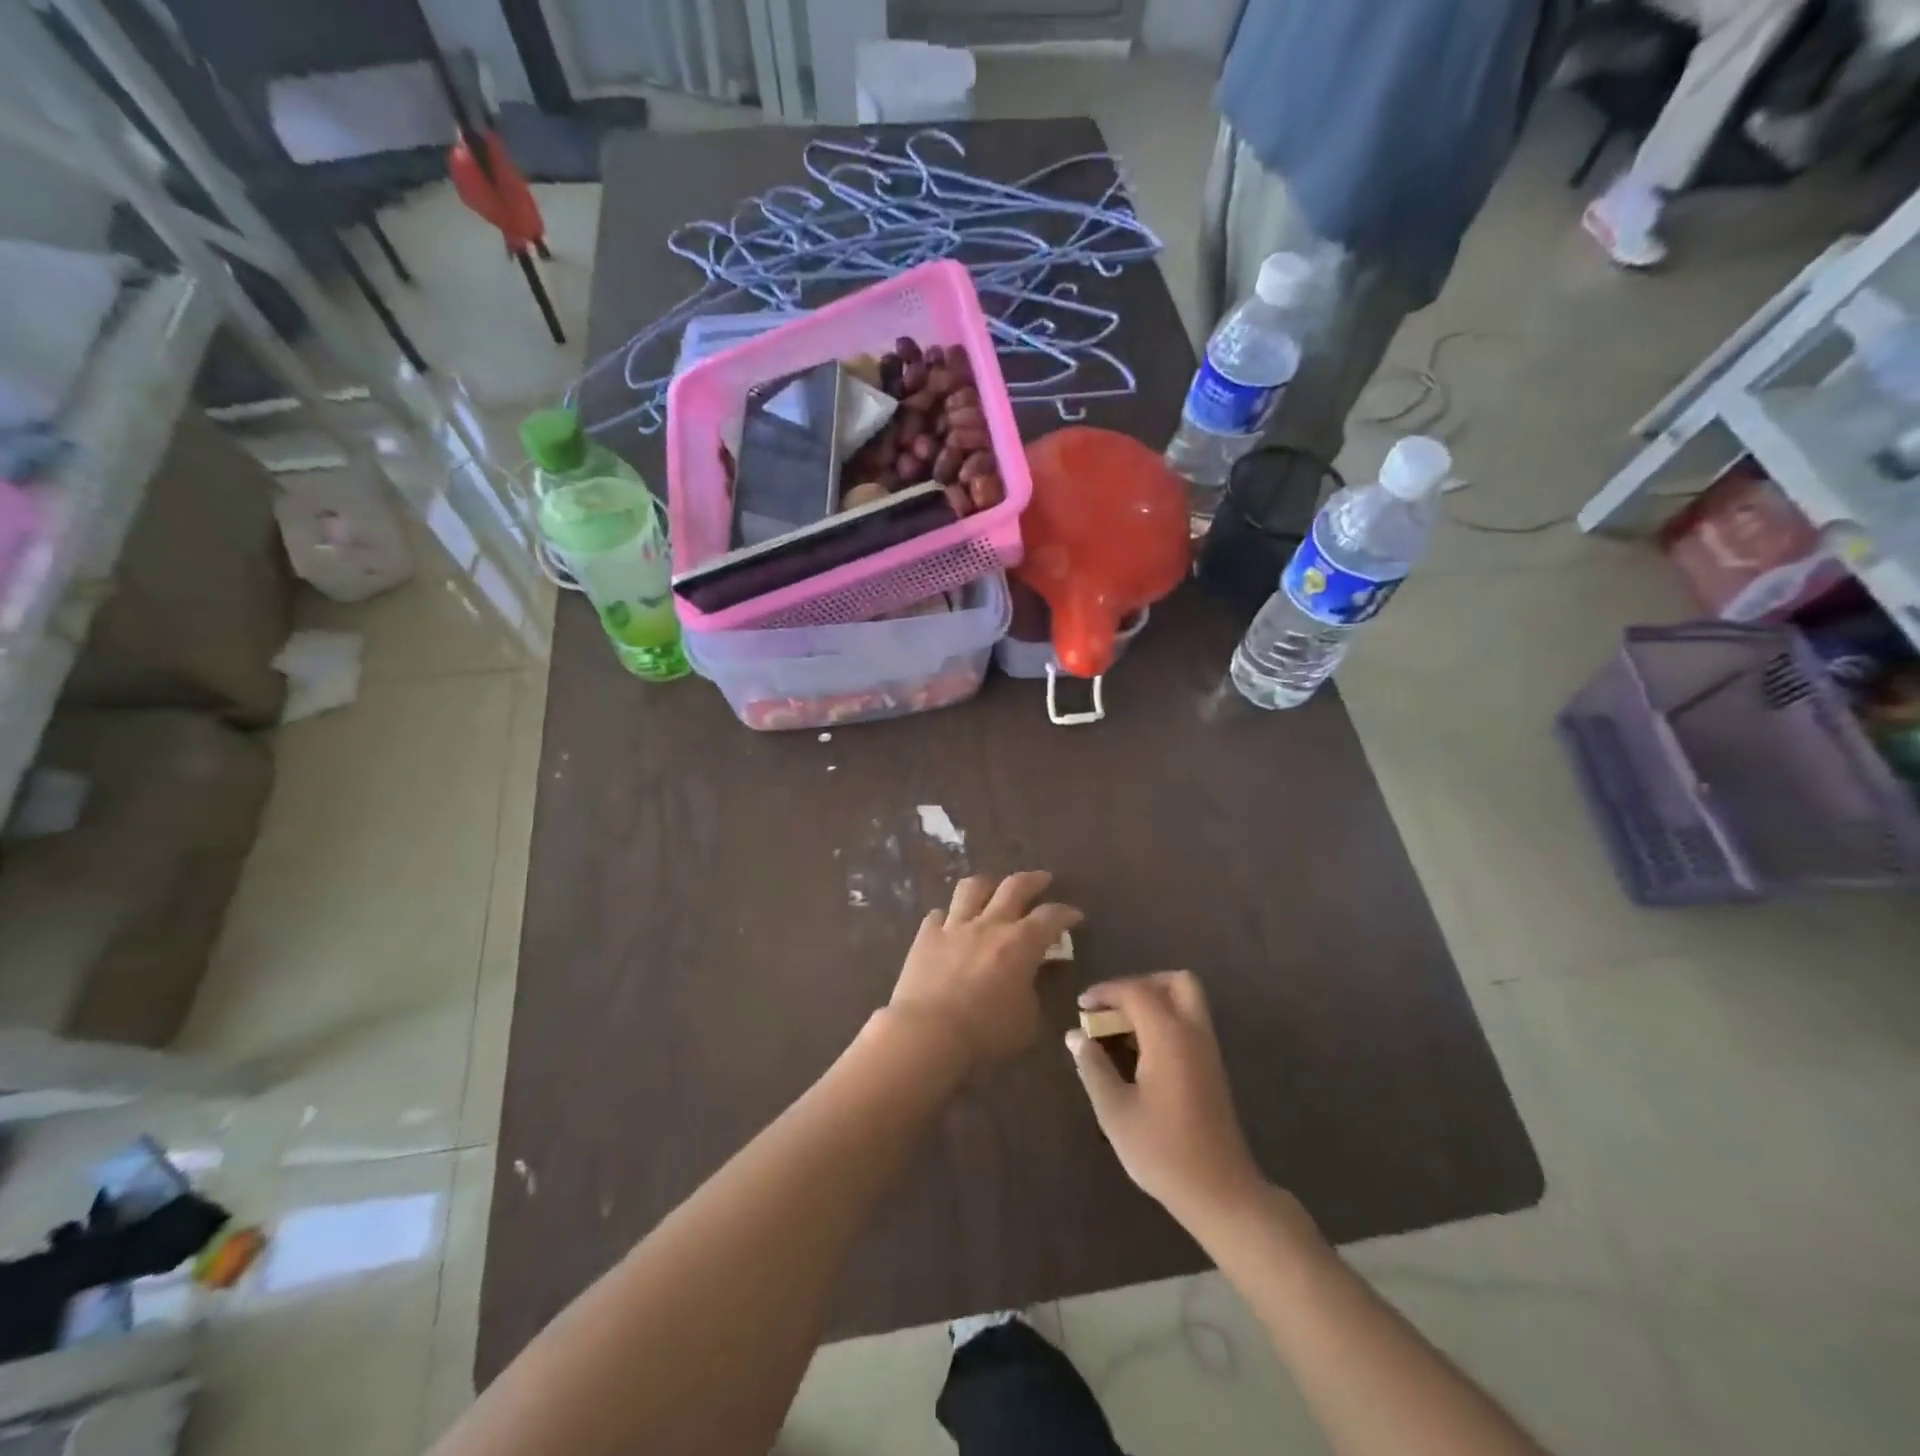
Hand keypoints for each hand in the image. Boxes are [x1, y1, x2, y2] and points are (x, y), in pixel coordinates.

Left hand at [889, 871, 1082, 1065]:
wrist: (928, 1032)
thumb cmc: (985, 1033)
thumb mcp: (1027, 1022)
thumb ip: (1034, 995)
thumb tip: (1032, 980)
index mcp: (1021, 943)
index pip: (1051, 916)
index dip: (1066, 913)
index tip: (1075, 915)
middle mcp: (989, 924)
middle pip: (1014, 886)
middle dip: (1033, 880)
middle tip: (1042, 880)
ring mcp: (955, 926)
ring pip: (972, 888)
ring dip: (987, 885)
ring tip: (992, 889)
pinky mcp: (926, 936)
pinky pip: (938, 915)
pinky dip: (948, 917)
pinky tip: (950, 924)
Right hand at [1067, 972, 1267, 1225]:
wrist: (1221, 1193)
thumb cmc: (1162, 1151)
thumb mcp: (1115, 1111)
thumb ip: (1093, 1067)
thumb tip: (1075, 1035)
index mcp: (1169, 1036)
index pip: (1136, 991)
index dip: (1106, 991)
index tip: (1081, 1006)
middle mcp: (1193, 1033)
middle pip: (1175, 982)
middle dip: (1140, 984)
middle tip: (1112, 1007)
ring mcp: (1207, 1050)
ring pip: (1186, 1001)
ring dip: (1153, 1002)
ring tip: (1120, 1029)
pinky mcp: (1212, 1068)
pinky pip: (1188, 1023)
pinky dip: (1164, 1021)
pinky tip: (1139, 1052)